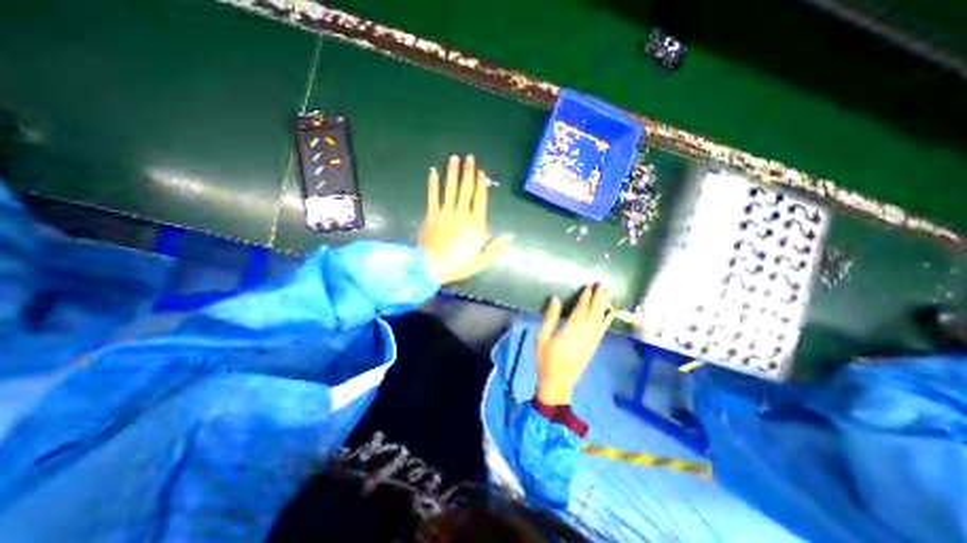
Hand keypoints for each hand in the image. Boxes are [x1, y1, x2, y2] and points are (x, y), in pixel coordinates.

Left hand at [422, 153, 513, 284]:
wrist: (431, 267)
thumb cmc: (458, 265)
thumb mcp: (482, 260)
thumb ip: (496, 247)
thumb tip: (510, 236)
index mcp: (475, 224)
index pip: (479, 200)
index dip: (480, 185)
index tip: (481, 172)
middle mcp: (461, 214)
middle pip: (466, 190)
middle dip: (468, 173)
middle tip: (469, 157)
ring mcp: (445, 213)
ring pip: (450, 189)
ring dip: (452, 173)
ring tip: (454, 158)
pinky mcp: (431, 215)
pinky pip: (432, 196)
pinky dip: (432, 183)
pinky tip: (433, 171)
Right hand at [532, 287, 614, 404]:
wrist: (557, 382)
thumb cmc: (545, 359)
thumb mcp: (541, 337)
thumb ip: (549, 317)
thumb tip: (555, 299)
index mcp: (570, 330)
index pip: (581, 309)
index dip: (586, 297)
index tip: (589, 286)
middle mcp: (584, 333)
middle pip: (594, 312)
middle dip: (599, 298)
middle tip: (603, 285)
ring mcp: (591, 341)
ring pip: (600, 320)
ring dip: (604, 306)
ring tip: (608, 294)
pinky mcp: (593, 347)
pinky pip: (602, 330)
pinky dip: (607, 321)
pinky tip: (610, 314)